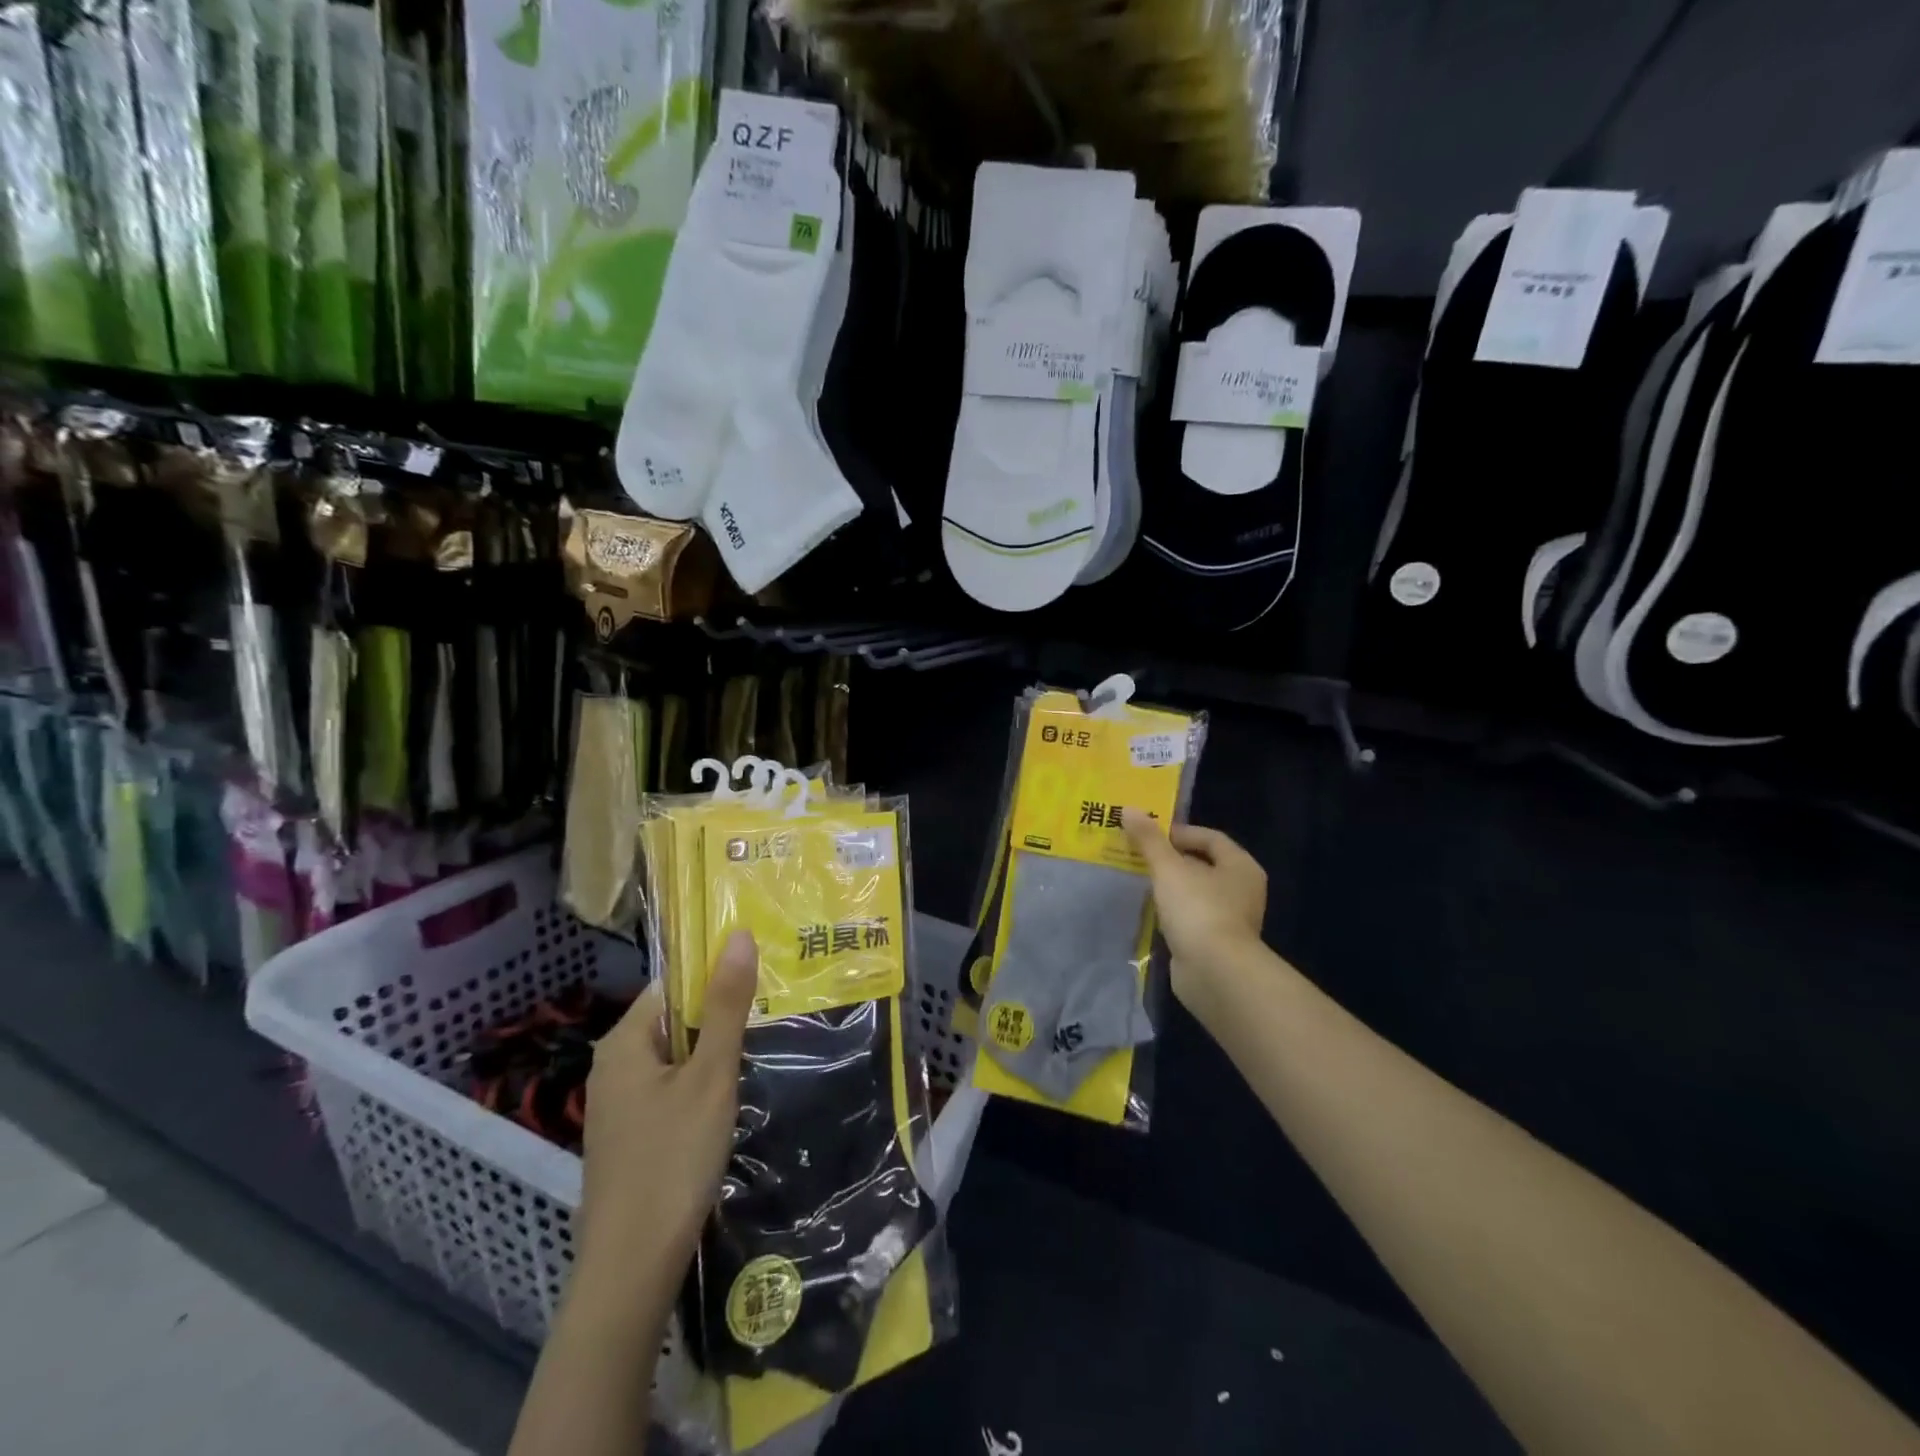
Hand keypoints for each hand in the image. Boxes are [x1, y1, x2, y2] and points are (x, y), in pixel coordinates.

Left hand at [577, 929, 758, 1282]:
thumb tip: (740, 935)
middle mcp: (612, 1066)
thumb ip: (727, 1006)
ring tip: (754, 1059)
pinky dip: (697, 1088)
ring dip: (711, 1057)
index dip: (715, 979)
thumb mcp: (711, 1075)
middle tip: (767, 1022)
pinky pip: (668, 1090)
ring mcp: (617, 1105)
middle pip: (674, 1020)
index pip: (673, 985)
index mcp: (623, 1041)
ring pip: (674, 1058)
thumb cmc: (673, 1160)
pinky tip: (725, 1105)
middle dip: (718, 1021)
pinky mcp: (628, 1137)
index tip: (759, 985)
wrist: (631, 1270)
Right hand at [1123, 811, 1267, 1005]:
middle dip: (1171, 859)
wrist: (1215, 973)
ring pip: (1195, 893)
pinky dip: (1172, 912)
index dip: (1179, 832)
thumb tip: (1129, 809)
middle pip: (1203, 865)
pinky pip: (1191, 918)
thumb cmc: (1198, 909)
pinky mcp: (1216, 944)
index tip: (1148, 834)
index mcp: (1240, 866)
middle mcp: (1242, 890)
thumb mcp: (1169, 868)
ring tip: (1139, 881)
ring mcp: (1230, 920)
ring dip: (1170, 887)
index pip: (1210, 838)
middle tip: (1138, 855)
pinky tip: (1151, 912)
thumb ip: (1149, 840)